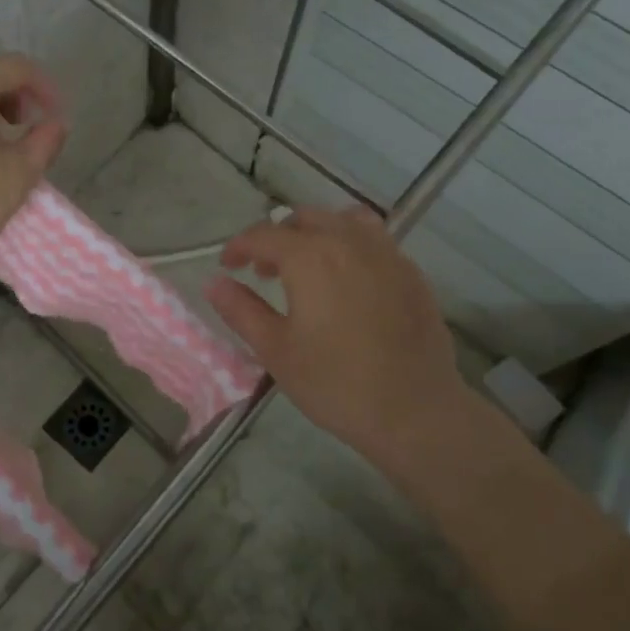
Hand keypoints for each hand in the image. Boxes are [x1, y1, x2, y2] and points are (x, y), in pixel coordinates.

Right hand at [203, 207, 472, 464]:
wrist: (415, 411)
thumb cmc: (336, 383)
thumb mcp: (276, 351)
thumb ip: (242, 310)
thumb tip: (214, 283)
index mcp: (310, 257)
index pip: (265, 234)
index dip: (240, 246)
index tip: (227, 265)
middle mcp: (348, 242)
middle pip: (305, 219)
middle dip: (278, 238)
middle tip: (264, 271)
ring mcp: (386, 254)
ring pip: (343, 221)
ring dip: (317, 234)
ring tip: (308, 266)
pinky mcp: (411, 272)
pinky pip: (374, 240)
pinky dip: (350, 245)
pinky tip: (348, 281)